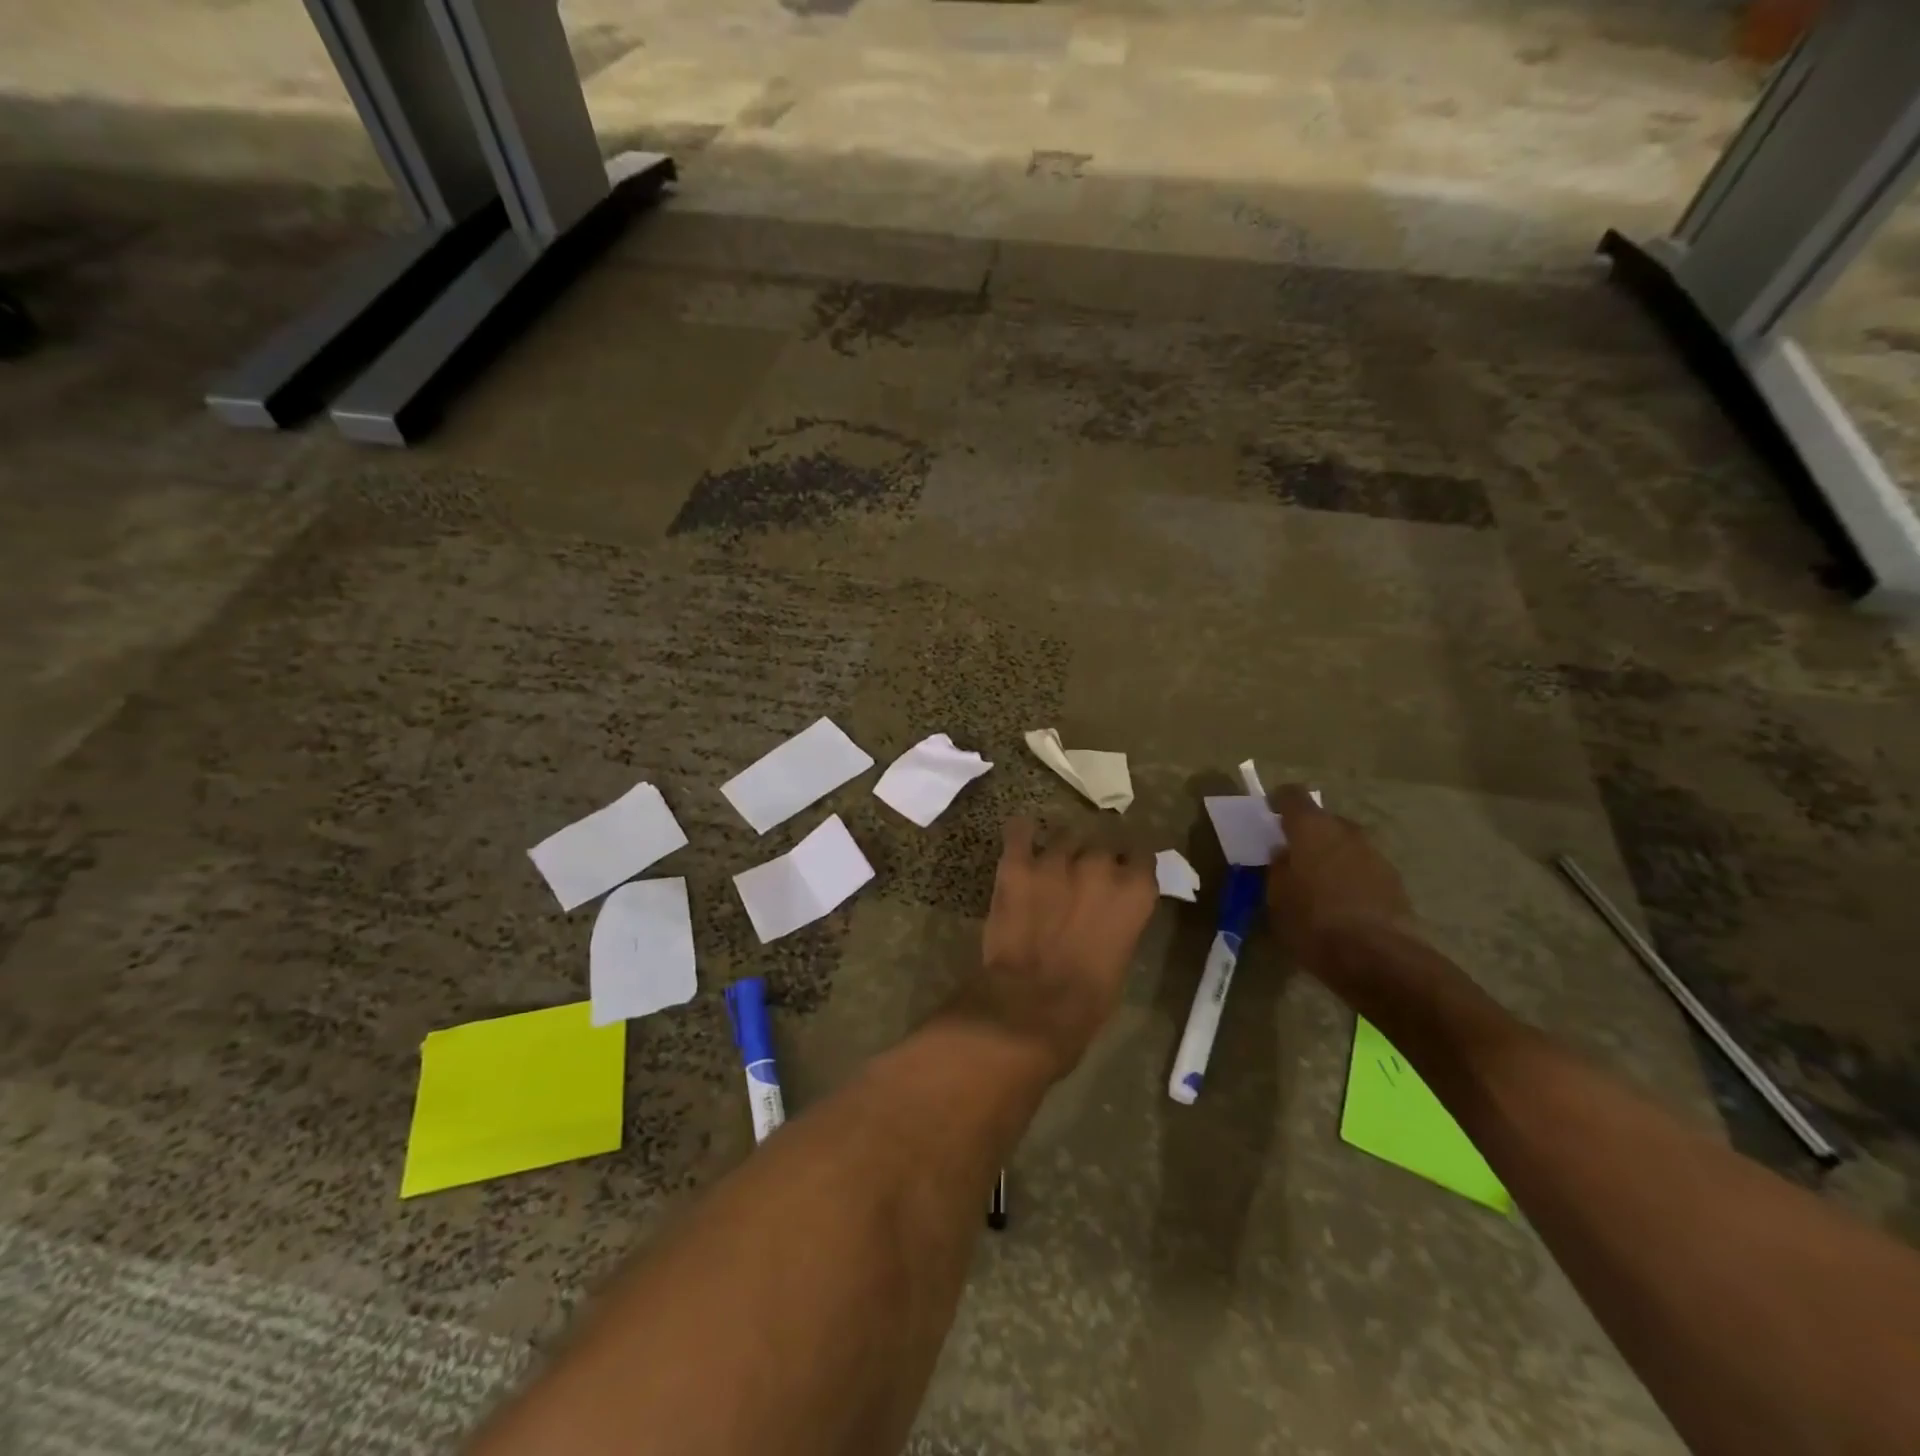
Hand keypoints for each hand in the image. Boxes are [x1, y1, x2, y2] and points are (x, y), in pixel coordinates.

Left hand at [951, 817, 1158, 1080]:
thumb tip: (1110, 909)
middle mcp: (1099, 865)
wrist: (1031, 1006)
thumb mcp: (1122, 955)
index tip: (1124, 868)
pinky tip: (1022, 837)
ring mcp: (1055, 860)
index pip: (1143, 853)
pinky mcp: (1016, 865)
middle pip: (1102, 840)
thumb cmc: (1087, 999)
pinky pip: (1020, 831)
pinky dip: (1022, 833)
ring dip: (1062, 849)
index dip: (1131, 861)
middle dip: (1095, 855)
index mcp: (1134, 890)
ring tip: (1052, 865)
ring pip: (1064, 835)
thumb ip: (1121, 919)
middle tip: (1084, 875)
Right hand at [1266, 785, 1414, 974]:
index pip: (1292, 795)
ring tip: (1317, 884)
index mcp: (1310, 828)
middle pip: (1322, 820)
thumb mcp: (1275, 897)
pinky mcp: (1394, 880)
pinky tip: (1342, 903)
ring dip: (1330, 856)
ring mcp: (1374, 854)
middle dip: (1306, 833)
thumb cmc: (1312, 922)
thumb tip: (1283, 854)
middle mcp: (1345, 831)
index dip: (1278, 802)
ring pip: (1345, 844)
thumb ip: (1277, 868)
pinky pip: (1362, 867)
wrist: (1376, 957)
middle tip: (1292, 856)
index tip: (1269, 815)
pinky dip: (1350, 877)